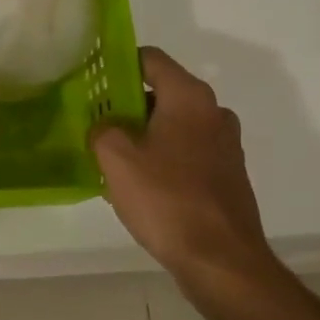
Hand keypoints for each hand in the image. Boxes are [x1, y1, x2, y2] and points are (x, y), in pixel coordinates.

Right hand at [91, 47, 319, 319]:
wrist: (221, 260)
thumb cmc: (166, 200)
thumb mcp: (115, 159)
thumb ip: (102, 129)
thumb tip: (106, 127)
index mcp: (189, 97)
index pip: (150, 59)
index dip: (118, 64)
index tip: (92, 80)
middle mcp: (213, 112)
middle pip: (162, 92)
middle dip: (127, 104)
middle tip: (96, 123)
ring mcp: (225, 145)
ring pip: (174, 124)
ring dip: (144, 133)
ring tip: (113, 158)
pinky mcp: (227, 174)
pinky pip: (187, 151)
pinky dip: (163, 157)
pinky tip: (141, 184)